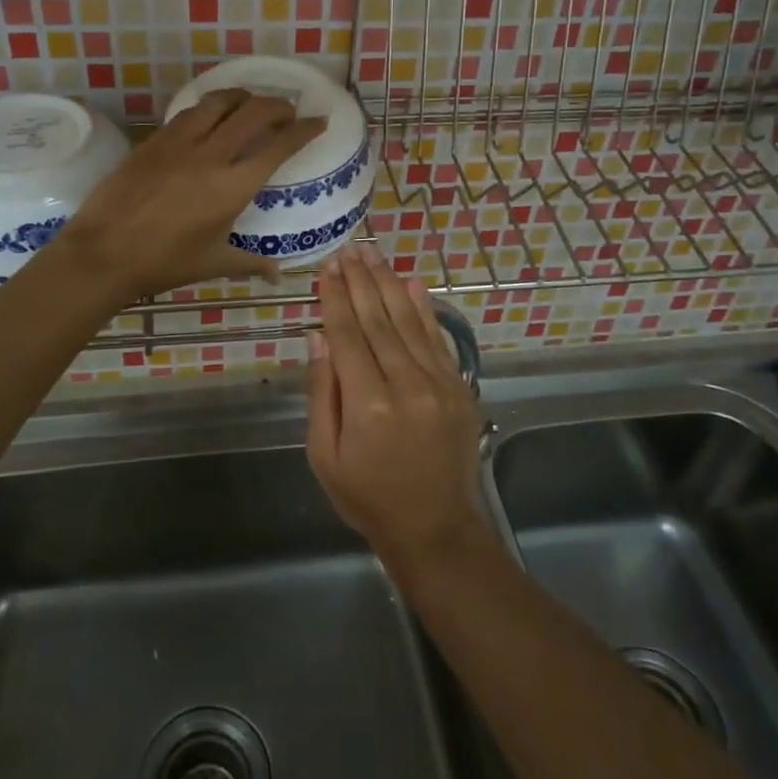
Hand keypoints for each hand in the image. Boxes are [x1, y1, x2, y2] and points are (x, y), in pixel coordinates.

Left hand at [60, 90, 325, 301]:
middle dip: (278, 106)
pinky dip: (210, 107)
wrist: (103, 252)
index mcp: (233, 186)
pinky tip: (211, 116)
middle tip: (288, 111)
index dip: (303, 130)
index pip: (278, 146)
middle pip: (254, 112)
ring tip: (252, 103)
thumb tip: (277, 274)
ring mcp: (180, 142)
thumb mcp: (213, 263)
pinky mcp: (155, 140)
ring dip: (243, 97)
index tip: (318, 121)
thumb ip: (250, 263)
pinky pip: (190, 111)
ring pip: (219, 101)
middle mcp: (211, 155)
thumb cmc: (163, 263)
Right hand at [305, 243, 488, 566]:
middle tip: (349, 249)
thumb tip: (318, 337)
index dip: (335, 298)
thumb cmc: (368, 497)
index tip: (328, 268)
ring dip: (389, 284)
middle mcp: (406, 384)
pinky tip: (412, 284)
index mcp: (368, 404)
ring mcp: (439, 384)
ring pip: (408, 321)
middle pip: (378, 319)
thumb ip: (322, 392)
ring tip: (372, 254)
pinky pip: (437, 339)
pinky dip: (423, 309)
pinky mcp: (459, 388)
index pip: (348, 335)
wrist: (436, 529)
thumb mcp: (325, 455)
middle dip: (361, 281)